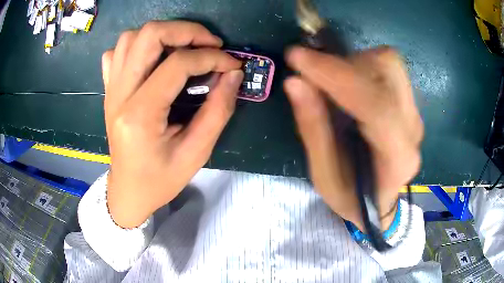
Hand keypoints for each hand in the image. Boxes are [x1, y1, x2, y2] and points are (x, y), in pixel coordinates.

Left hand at [102, 21, 243, 227]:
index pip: (178, 64)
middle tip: (209, 44)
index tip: (231, 64)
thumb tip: (234, 74)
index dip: (211, 57)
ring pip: (130, 37)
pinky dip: (136, 47)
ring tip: (183, 48)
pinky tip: (151, 60)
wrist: (128, 191)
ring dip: (162, 34)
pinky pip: (116, 54)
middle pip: (149, 35)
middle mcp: (120, 94)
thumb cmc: (160, 180)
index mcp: (140, 114)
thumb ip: (218, 110)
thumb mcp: (196, 153)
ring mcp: (111, 89)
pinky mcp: (109, 90)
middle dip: (186, 30)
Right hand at [284, 46, 422, 230]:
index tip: (297, 57)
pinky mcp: (410, 104)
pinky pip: (387, 68)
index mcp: (397, 158)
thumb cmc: (352, 197)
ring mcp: (415, 114)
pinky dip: (361, 66)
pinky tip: (349, 87)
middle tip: (316, 76)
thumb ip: (313, 129)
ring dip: (353, 63)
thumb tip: (294, 81)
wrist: (381, 201)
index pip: (376, 105)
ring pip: (388, 63)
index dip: (335, 76)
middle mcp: (413, 130)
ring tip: (332, 84)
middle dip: (345, 64)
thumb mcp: (324, 176)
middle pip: (387, 70)